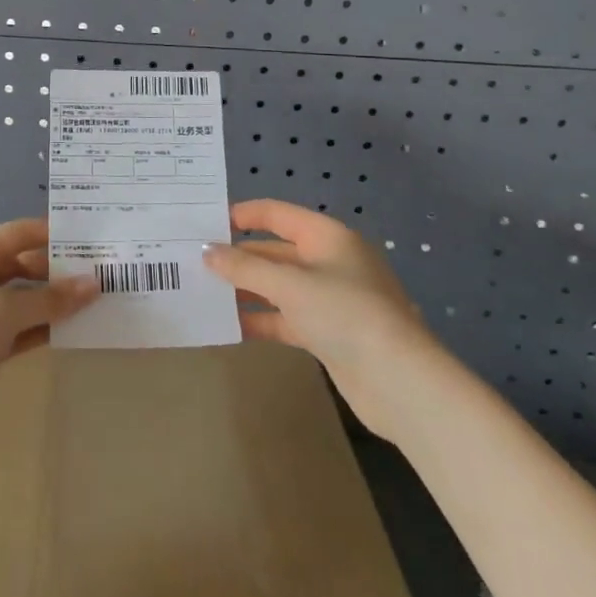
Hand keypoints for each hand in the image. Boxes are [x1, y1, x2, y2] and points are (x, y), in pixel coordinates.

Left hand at [0, 217, 99, 454]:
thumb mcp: (6, 313)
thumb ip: (51, 298)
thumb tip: (94, 284)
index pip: (18, 234)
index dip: (53, 235)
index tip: (91, 239)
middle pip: (19, 265)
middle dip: (55, 271)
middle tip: (98, 275)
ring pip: (17, 298)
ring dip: (48, 302)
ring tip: (91, 302)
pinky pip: (12, 327)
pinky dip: (35, 327)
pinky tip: (66, 331)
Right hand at [204, 199, 434, 434]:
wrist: (400, 383)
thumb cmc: (345, 314)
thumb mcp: (290, 285)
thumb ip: (245, 268)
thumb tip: (207, 252)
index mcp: (327, 236)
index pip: (276, 214)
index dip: (242, 215)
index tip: (204, 223)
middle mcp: (329, 261)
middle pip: (275, 251)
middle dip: (239, 257)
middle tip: (195, 262)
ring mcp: (330, 299)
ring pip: (279, 286)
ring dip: (246, 289)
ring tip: (204, 292)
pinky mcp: (329, 333)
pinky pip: (287, 317)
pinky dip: (262, 319)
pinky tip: (231, 325)